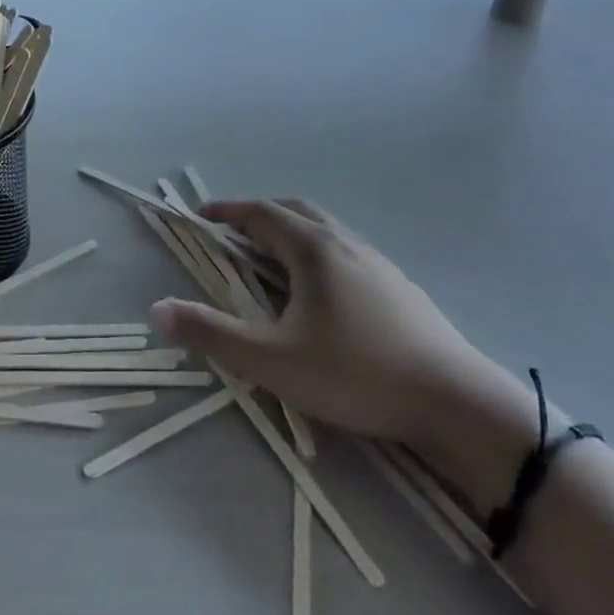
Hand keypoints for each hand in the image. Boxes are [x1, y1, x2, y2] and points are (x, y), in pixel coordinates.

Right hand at [149, 199, 486, 446]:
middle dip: (260, 216)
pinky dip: (318, 254)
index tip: (201, 215)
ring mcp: (378, 264)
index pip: (262, 214)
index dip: (229, 211)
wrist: (456, 403)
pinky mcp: (400, 289)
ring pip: (326, 232)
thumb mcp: (273, 361)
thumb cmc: (356, 373)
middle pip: (296, 212)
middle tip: (234, 233)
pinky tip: (322, 295)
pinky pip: (347, 253)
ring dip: (292, 234)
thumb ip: (212, 335)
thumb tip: (157, 311)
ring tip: (272, 262)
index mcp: (314, 249)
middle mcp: (346, 244)